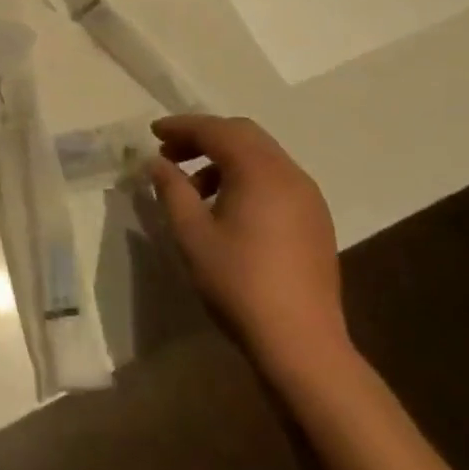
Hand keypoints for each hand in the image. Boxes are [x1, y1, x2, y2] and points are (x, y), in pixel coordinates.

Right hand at [148, 115, 348, 381]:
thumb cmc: (239, 282)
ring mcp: (308, 197)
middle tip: (170, 154)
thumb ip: (172, 190)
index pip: (216, 130)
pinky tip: (227, 208)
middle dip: (204, 137)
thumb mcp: (191, 234)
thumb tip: (158, 163)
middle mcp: (289, 174)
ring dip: (225, 159)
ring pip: (262, 157)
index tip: (153, 132)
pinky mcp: (315, 220)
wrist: (301, 342)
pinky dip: (246, 177)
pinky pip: (276, 179)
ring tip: (194, 188)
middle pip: (243, 135)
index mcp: (260, 171)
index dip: (182, 126)